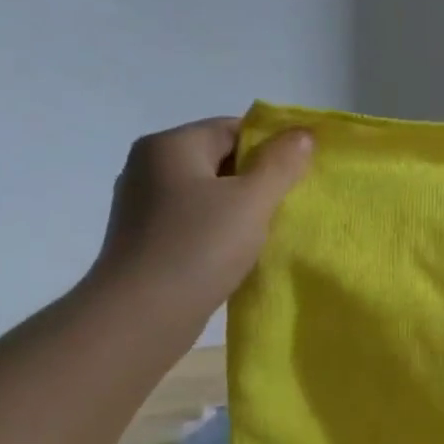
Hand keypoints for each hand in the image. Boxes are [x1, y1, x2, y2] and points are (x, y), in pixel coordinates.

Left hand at [90, 116, 312, 311]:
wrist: (141, 315)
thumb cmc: (199, 247)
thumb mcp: (252, 201)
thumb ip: (281, 164)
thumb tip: (302, 133)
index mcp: (170, 145)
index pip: (232, 128)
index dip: (271, 147)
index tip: (299, 175)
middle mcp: (149, 166)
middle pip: (219, 159)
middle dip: (257, 179)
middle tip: (290, 204)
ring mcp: (143, 205)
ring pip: (208, 193)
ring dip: (240, 208)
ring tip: (269, 231)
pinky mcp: (145, 239)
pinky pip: (193, 221)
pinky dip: (219, 230)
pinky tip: (238, 252)